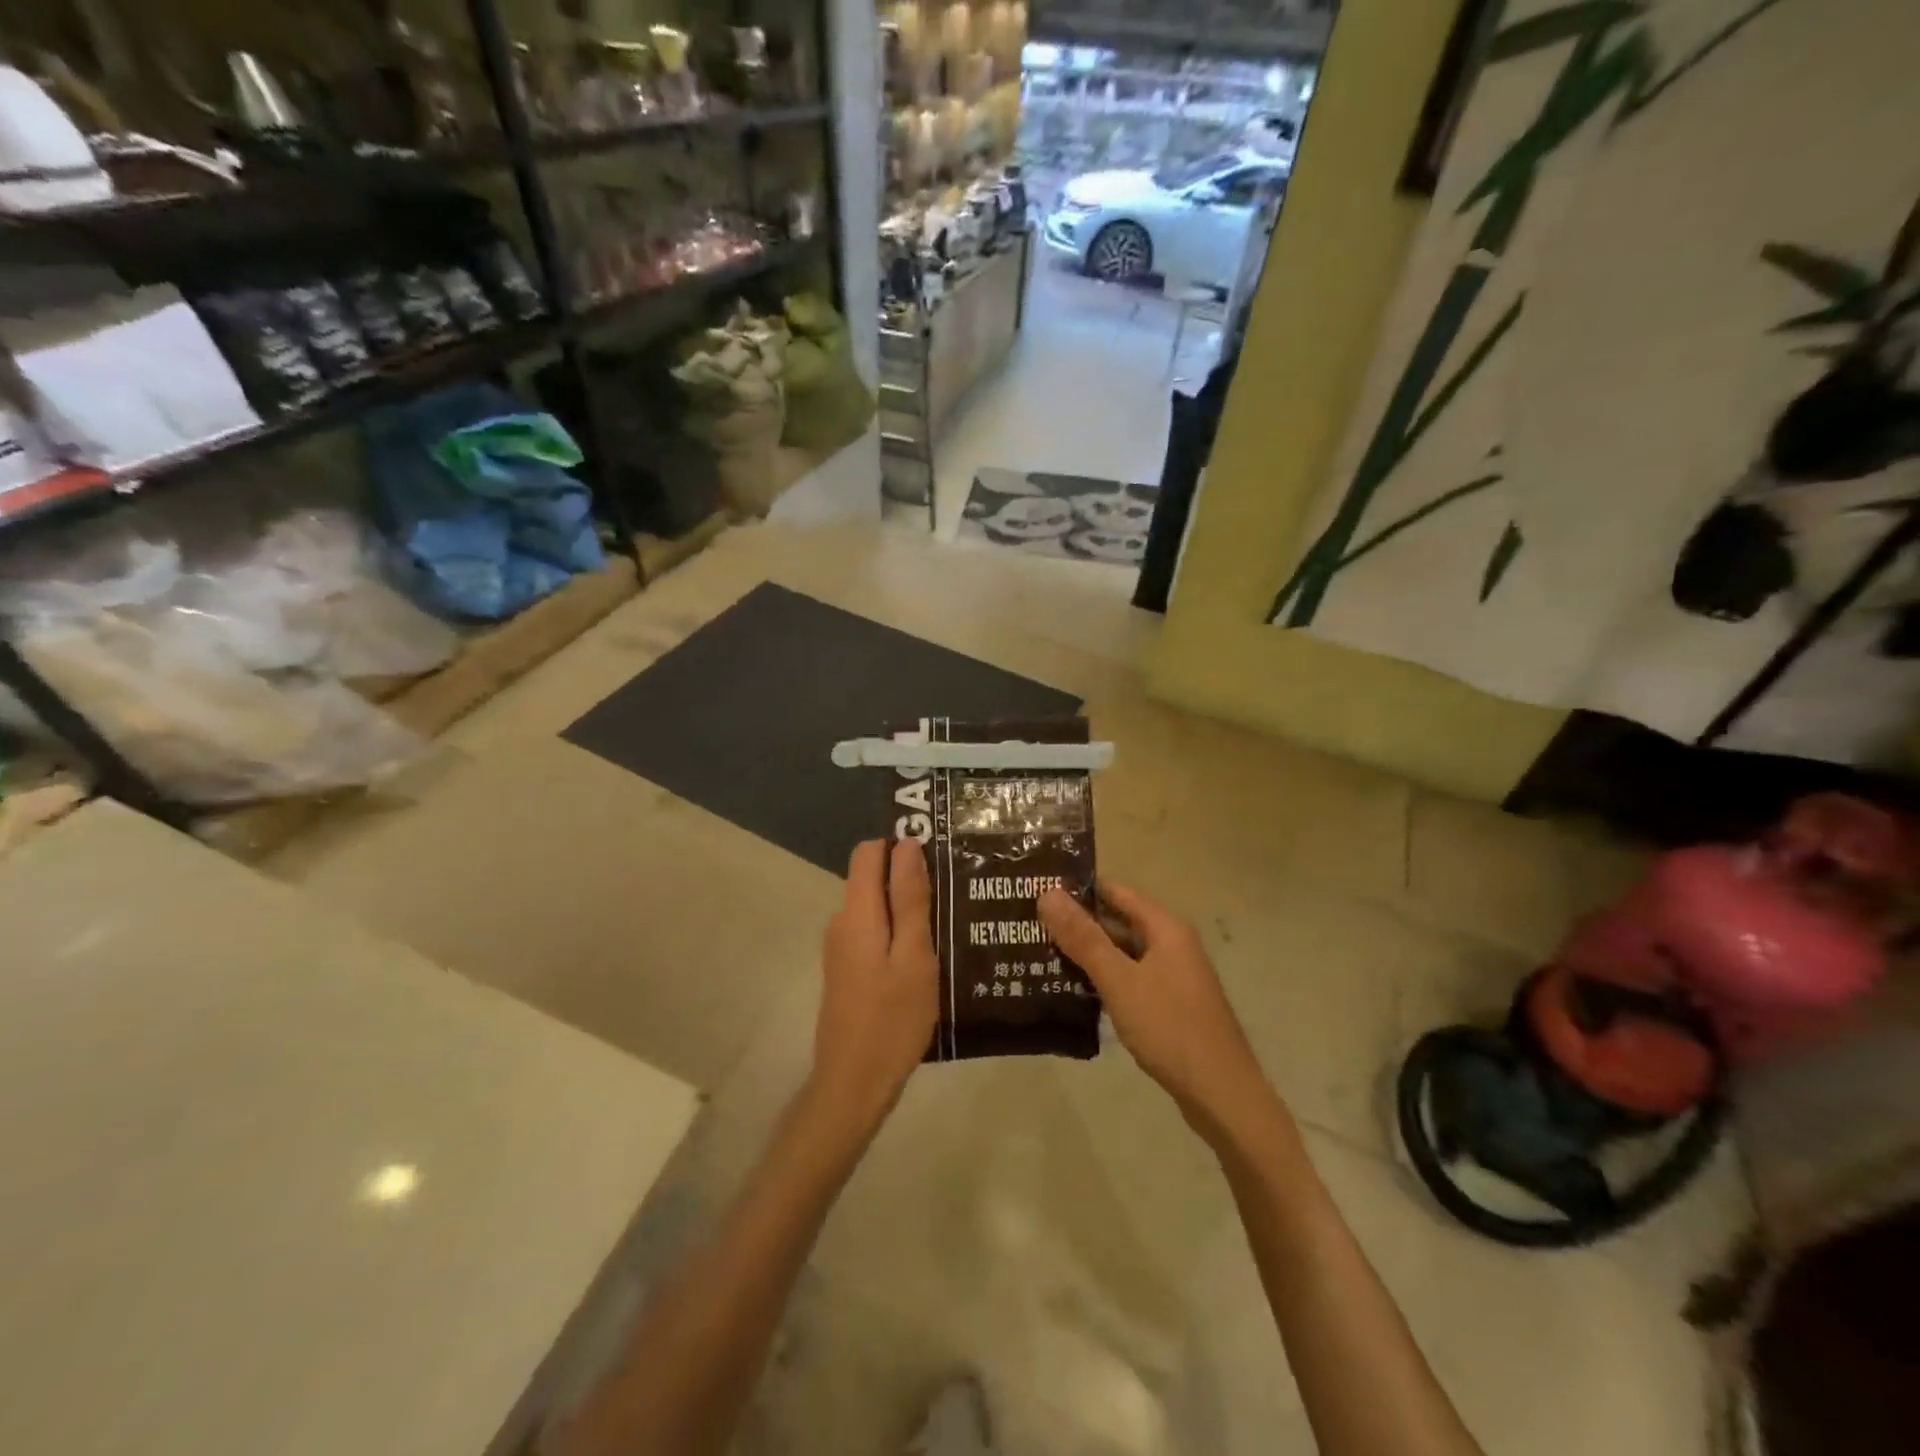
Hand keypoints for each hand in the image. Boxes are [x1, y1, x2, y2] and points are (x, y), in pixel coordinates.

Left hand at [811, 839, 940, 1126]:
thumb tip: (906, 844)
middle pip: (872, 878)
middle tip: (954, 889)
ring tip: (950, 918)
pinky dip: (898, 931)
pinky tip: (929, 951)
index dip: (900, 844)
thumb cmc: (892, 1019)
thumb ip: (909, 899)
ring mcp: (841, 948)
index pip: (868, 851)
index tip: (938, 852)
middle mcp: (841, 922)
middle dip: (909, 875)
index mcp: (856, 912)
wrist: (853, 1084)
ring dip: (906, 906)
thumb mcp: (913, 956)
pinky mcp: (847, 970)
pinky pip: (873, 931)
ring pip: (875, 906)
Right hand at [1039, 881, 1277, 1139]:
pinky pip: (1128, 978)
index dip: (1077, 888)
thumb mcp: (1120, 980)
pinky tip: (1070, 989)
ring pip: (1121, 952)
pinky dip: (1102, 978)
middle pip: (1117, 920)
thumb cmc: (1170, 1028)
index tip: (1037, 890)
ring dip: (1086, 952)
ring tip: (1038, 953)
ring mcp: (1171, 976)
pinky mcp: (1168, 1004)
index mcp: (1165, 927)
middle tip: (1029, 924)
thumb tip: (1047, 893)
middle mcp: (1171, 944)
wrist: (1222, 1095)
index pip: (1115, 890)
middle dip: (1077, 922)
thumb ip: (1083, 938)